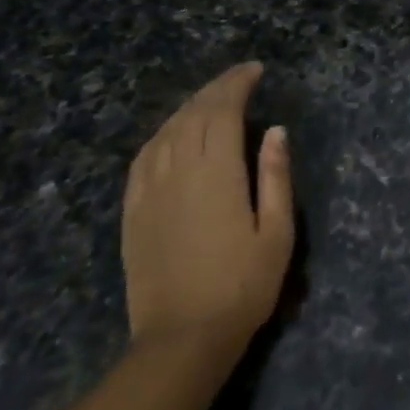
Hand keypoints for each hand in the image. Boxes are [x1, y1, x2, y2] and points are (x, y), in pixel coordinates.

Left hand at [121, 62, 294, 351]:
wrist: (181, 339)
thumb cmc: (242, 287)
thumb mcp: (277, 233)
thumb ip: (276, 177)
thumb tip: (276, 131)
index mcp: (216, 172)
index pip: (223, 111)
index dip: (237, 84)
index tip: (255, 70)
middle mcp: (178, 171)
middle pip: (193, 114)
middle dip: (216, 89)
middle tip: (238, 77)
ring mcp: (150, 190)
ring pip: (165, 131)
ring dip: (189, 107)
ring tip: (210, 99)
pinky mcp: (133, 211)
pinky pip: (143, 158)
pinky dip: (161, 135)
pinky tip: (170, 134)